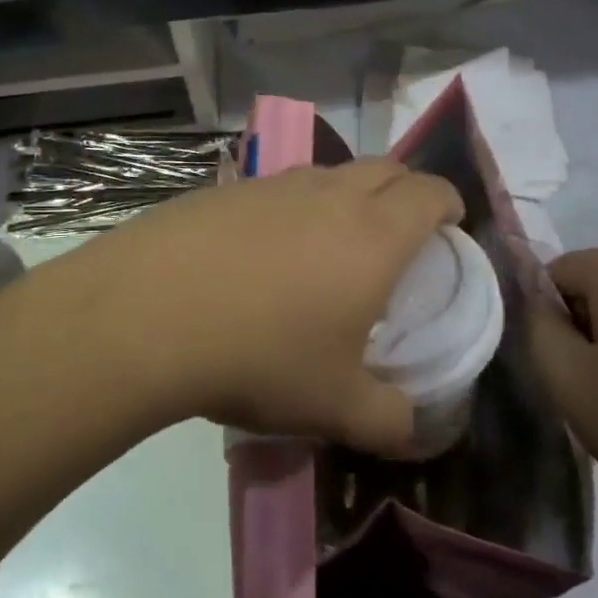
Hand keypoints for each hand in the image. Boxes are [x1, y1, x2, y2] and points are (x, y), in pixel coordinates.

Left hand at [30, 160, 462, 455]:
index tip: (450, 224)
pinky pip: (276, 188)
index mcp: (373, 234)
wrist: (147, 313)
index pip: (429, 192)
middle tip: (400, 232)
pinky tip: (263, 251)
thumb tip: (410, 430)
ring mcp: (271, 185)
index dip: (447, 202)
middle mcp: (327, 194)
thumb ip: (388, 421)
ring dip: (345, 195)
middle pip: (383, 168)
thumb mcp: (335, 407)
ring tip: (332, 242)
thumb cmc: (260, 355)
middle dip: (404, 190)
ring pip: (327, 174)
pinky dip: (291, 206)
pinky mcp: (223, 190)